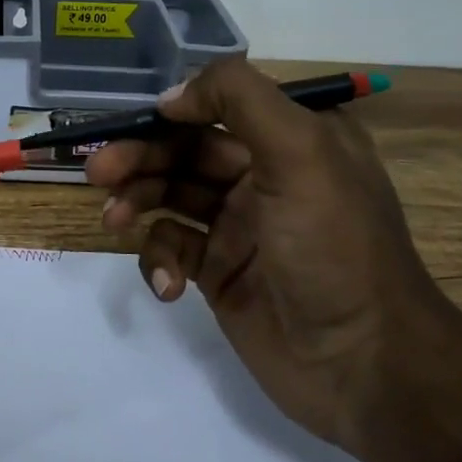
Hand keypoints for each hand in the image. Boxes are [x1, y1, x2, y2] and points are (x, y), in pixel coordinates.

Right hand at [86, 58, 452, 450]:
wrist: (364, 365)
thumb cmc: (334, 247)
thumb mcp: (301, 153)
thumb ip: (238, 100)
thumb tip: (172, 96)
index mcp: (292, 139)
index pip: (217, 107)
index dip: (171, 112)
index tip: (134, 125)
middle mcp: (264, 176)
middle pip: (184, 152)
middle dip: (139, 158)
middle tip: (97, 173)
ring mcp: (239, 227)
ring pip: (170, 197)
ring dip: (137, 203)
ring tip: (113, 222)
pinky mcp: (219, 273)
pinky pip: (173, 249)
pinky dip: (159, 260)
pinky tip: (168, 285)